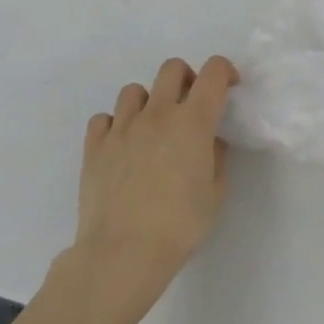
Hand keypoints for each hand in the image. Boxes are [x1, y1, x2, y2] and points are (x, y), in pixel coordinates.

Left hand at [51, 55, 236, 323]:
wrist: (122, 254)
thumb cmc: (179, 225)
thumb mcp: (216, 192)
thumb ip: (216, 156)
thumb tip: (208, 140)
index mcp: (193, 121)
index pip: (214, 72)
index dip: (225, 72)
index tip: (229, 88)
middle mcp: (158, 113)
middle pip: (172, 68)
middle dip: (186, 78)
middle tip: (190, 105)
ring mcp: (122, 127)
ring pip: (134, 90)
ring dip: (148, 102)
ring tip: (152, 129)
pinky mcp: (94, 146)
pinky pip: (104, 118)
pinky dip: (115, 125)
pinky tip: (122, 146)